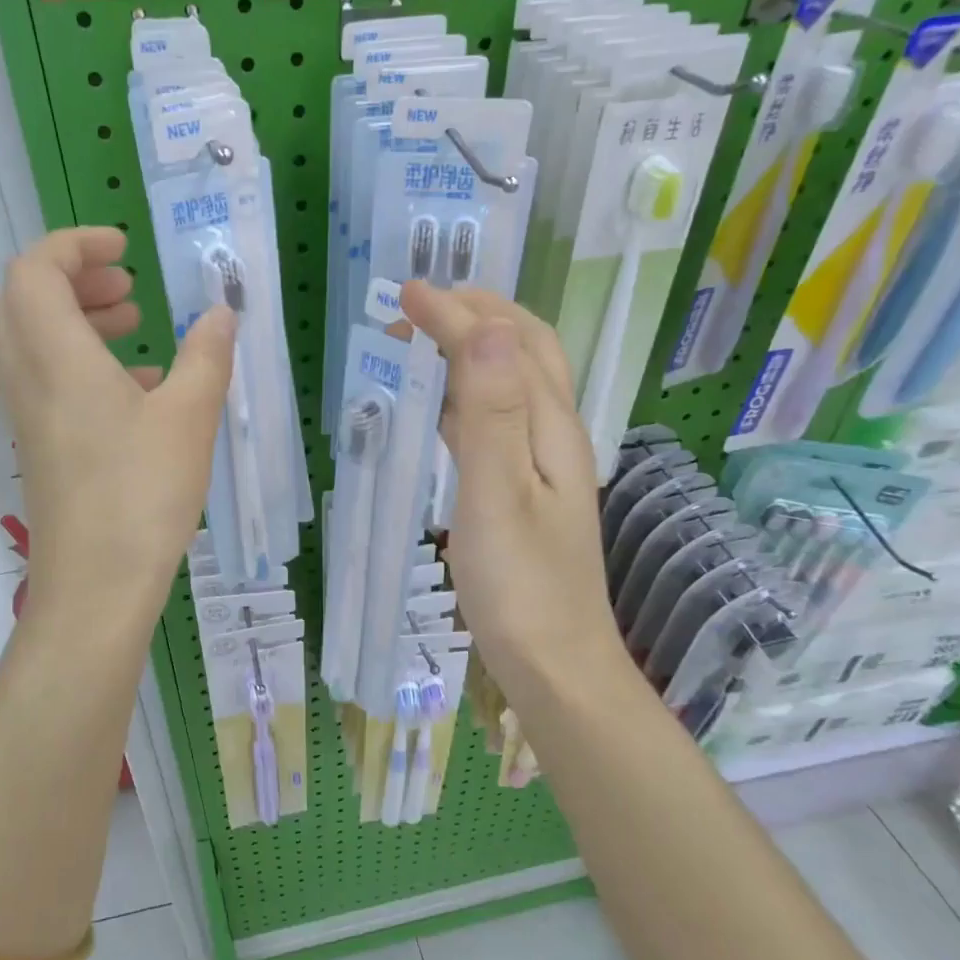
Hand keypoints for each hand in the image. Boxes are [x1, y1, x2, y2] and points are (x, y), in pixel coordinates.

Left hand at [0, 227, 234, 623]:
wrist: (95, 585)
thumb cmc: (142, 493)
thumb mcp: (189, 418)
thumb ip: (206, 356)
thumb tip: (221, 313)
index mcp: (58, 355)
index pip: (37, 268)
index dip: (75, 243)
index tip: (124, 247)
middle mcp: (28, 377)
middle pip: (25, 299)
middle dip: (74, 279)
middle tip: (128, 287)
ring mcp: (27, 415)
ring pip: (35, 341)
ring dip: (79, 321)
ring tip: (137, 329)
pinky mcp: (39, 446)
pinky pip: (48, 381)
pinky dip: (83, 364)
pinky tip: (139, 391)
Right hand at [401, 282, 629, 716]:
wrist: (555, 666)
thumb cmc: (521, 590)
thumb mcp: (498, 497)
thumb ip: (492, 413)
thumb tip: (483, 327)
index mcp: (551, 429)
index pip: (506, 344)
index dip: (456, 312)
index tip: (404, 294)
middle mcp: (555, 435)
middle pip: (527, 349)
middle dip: (477, 312)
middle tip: (420, 303)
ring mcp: (544, 464)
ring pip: (514, 381)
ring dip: (474, 346)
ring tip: (426, 337)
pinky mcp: (526, 491)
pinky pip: (499, 419)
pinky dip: (469, 393)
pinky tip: (442, 408)